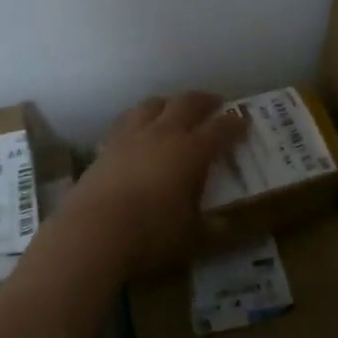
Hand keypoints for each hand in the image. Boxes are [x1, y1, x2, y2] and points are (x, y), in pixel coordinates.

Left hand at [66, 92, 245, 275]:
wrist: (93, 233)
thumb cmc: (151, 234)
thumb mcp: (192, 237)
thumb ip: (211, 227)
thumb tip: (226, 224)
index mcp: (191, 151)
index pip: (220, 128)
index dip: (235, 124)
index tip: (245, 122)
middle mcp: (164, 134)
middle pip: (187, 103)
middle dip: (205, 101)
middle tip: (216, 104)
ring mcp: (132, 136)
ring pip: (153, 104)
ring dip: (169, 103)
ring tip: (174, 110)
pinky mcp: (106, 147)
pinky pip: (126, 120)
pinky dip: (139, 119)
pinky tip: (139, 131)